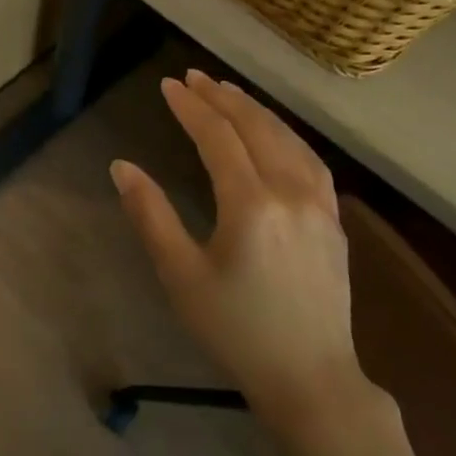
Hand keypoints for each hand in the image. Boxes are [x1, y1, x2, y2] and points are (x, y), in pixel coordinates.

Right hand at [111, 69, 364, 421]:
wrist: (308, 377)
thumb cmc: (234, 330)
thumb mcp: (180, 275)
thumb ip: (151, 215)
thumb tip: (121, 166)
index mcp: (251, 205)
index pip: (218, 138)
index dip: (191, 108)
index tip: (168, 86)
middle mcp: (291, 193)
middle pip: (255, 128)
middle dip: (221, 98)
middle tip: (193, 78)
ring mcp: (320, 205)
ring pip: (287, 139)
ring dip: (255, 111)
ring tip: (228, 93)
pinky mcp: (333, 221)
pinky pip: (310, 161)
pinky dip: (286, 135)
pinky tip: (274, 133)